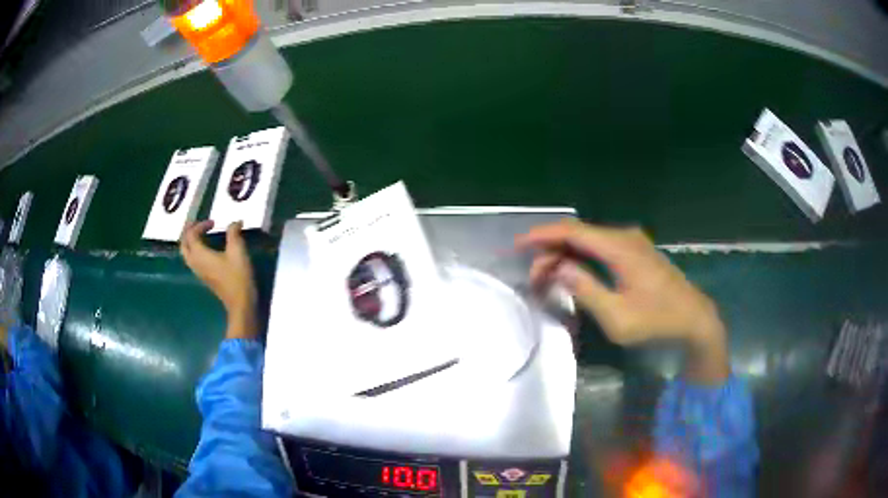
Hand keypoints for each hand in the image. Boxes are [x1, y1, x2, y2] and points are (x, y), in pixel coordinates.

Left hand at [181, 220, 257, 339]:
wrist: (240, 302)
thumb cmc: (238, 276)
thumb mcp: (237, 250)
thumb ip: (233, 233)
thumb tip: (235, 222)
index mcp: (200, 254)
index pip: (191, 234)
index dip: (200, 225)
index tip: (214, 222)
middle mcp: (195, 262)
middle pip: (184, 245)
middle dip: (188, 232)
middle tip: (196, 224)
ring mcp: (198, 271)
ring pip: (186, 253)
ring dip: (190, 241)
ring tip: (199, 233)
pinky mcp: (204, 276)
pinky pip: (192, 259)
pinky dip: (195, 250)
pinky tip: (205, 247)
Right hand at [516, 219, 728, 383]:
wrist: (694, 320)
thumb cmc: (657, 321)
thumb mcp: (617, 316)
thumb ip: (586, 289)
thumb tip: (559, 268)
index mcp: (620, 248)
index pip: (573, 231)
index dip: (543, 235)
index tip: (518, 245)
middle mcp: (624, 237)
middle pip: (578, 234)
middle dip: (550, 250)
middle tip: (533, 277)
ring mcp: (632, 242)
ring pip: (588, 240)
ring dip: (565, 254)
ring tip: (546, 277)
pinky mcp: (635, 252)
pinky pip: (600, 247)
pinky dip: (580, 256)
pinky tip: (571, 271)